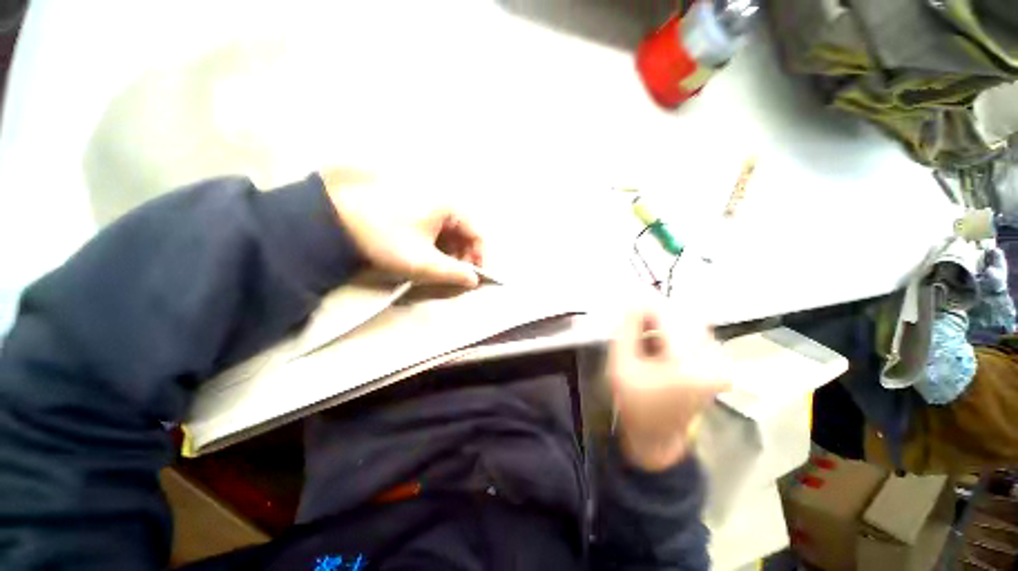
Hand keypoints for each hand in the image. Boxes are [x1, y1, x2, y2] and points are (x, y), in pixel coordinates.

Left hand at [322, 169, 483, 287]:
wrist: (334, 220)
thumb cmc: (385, 238)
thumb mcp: (422, 262)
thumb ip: (453, 273)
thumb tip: (474, 281)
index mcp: (449, 206)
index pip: (477, 233)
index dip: (479, 257)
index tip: (473, 277)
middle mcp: (441, 198)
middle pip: (464, 231)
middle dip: (463, 255)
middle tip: (455, 275)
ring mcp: (426, 200)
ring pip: (449, 230)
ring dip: (450, 251)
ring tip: (440, 268)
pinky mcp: (412, 204)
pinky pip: (435, 226)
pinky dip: (436, 243)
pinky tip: (427, 254)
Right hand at [607, 310, 729, 471]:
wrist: (657, 437)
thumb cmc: (636, 404)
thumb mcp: (622, 365)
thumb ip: (626, 330)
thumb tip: (633, 301)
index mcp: (692, 365)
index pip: (671, 317)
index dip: (648, 302)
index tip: (630, 294)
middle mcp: (714, 360)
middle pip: (684, 316)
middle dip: (655, 310)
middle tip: (631, 310)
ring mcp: (717, 362)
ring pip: (688, 323)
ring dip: (662, 320)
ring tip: (639, 327)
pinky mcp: (714, 363)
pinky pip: (692, 333)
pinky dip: (670, 330)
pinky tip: (652, 337)